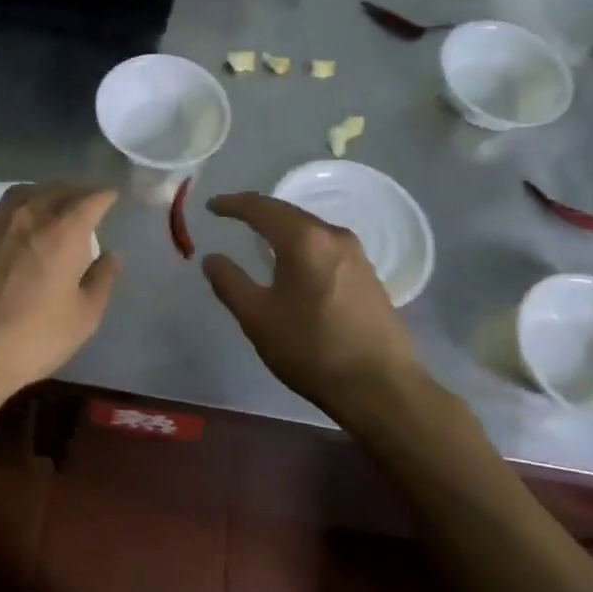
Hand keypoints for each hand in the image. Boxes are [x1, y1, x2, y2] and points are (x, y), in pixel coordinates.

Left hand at [0, 183, 120, 399]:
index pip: (91, 199)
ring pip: (22, 193)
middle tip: (84, 198)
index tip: (111, 196)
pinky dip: (5, 212)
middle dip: (74, 190)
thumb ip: (102, 280)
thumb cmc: (34, 338)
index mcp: (64, 232)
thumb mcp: (84, 317)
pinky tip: (5, 225)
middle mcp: (29, 215)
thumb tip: (111, 255)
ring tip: (47, 202)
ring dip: (40, 194)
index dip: (105, 195)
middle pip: (56, 189)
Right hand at [200, 192, 420, 412]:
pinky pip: (326, 247)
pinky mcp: (369, 276)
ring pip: (310, 230)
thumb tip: (212, 259)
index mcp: (304, 239)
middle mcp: (334, 236)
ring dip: (282, 228)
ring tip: (260, 237)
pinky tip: (295, 263)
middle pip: (289, 213)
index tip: (211, 206)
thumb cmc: (311, 348)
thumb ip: (230, 283)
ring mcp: (357, 255)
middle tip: (232, 215)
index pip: (261, 208)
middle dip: (258, 212)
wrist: (381, 387)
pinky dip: (302, 246)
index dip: (233, 204)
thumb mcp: (257, 318)